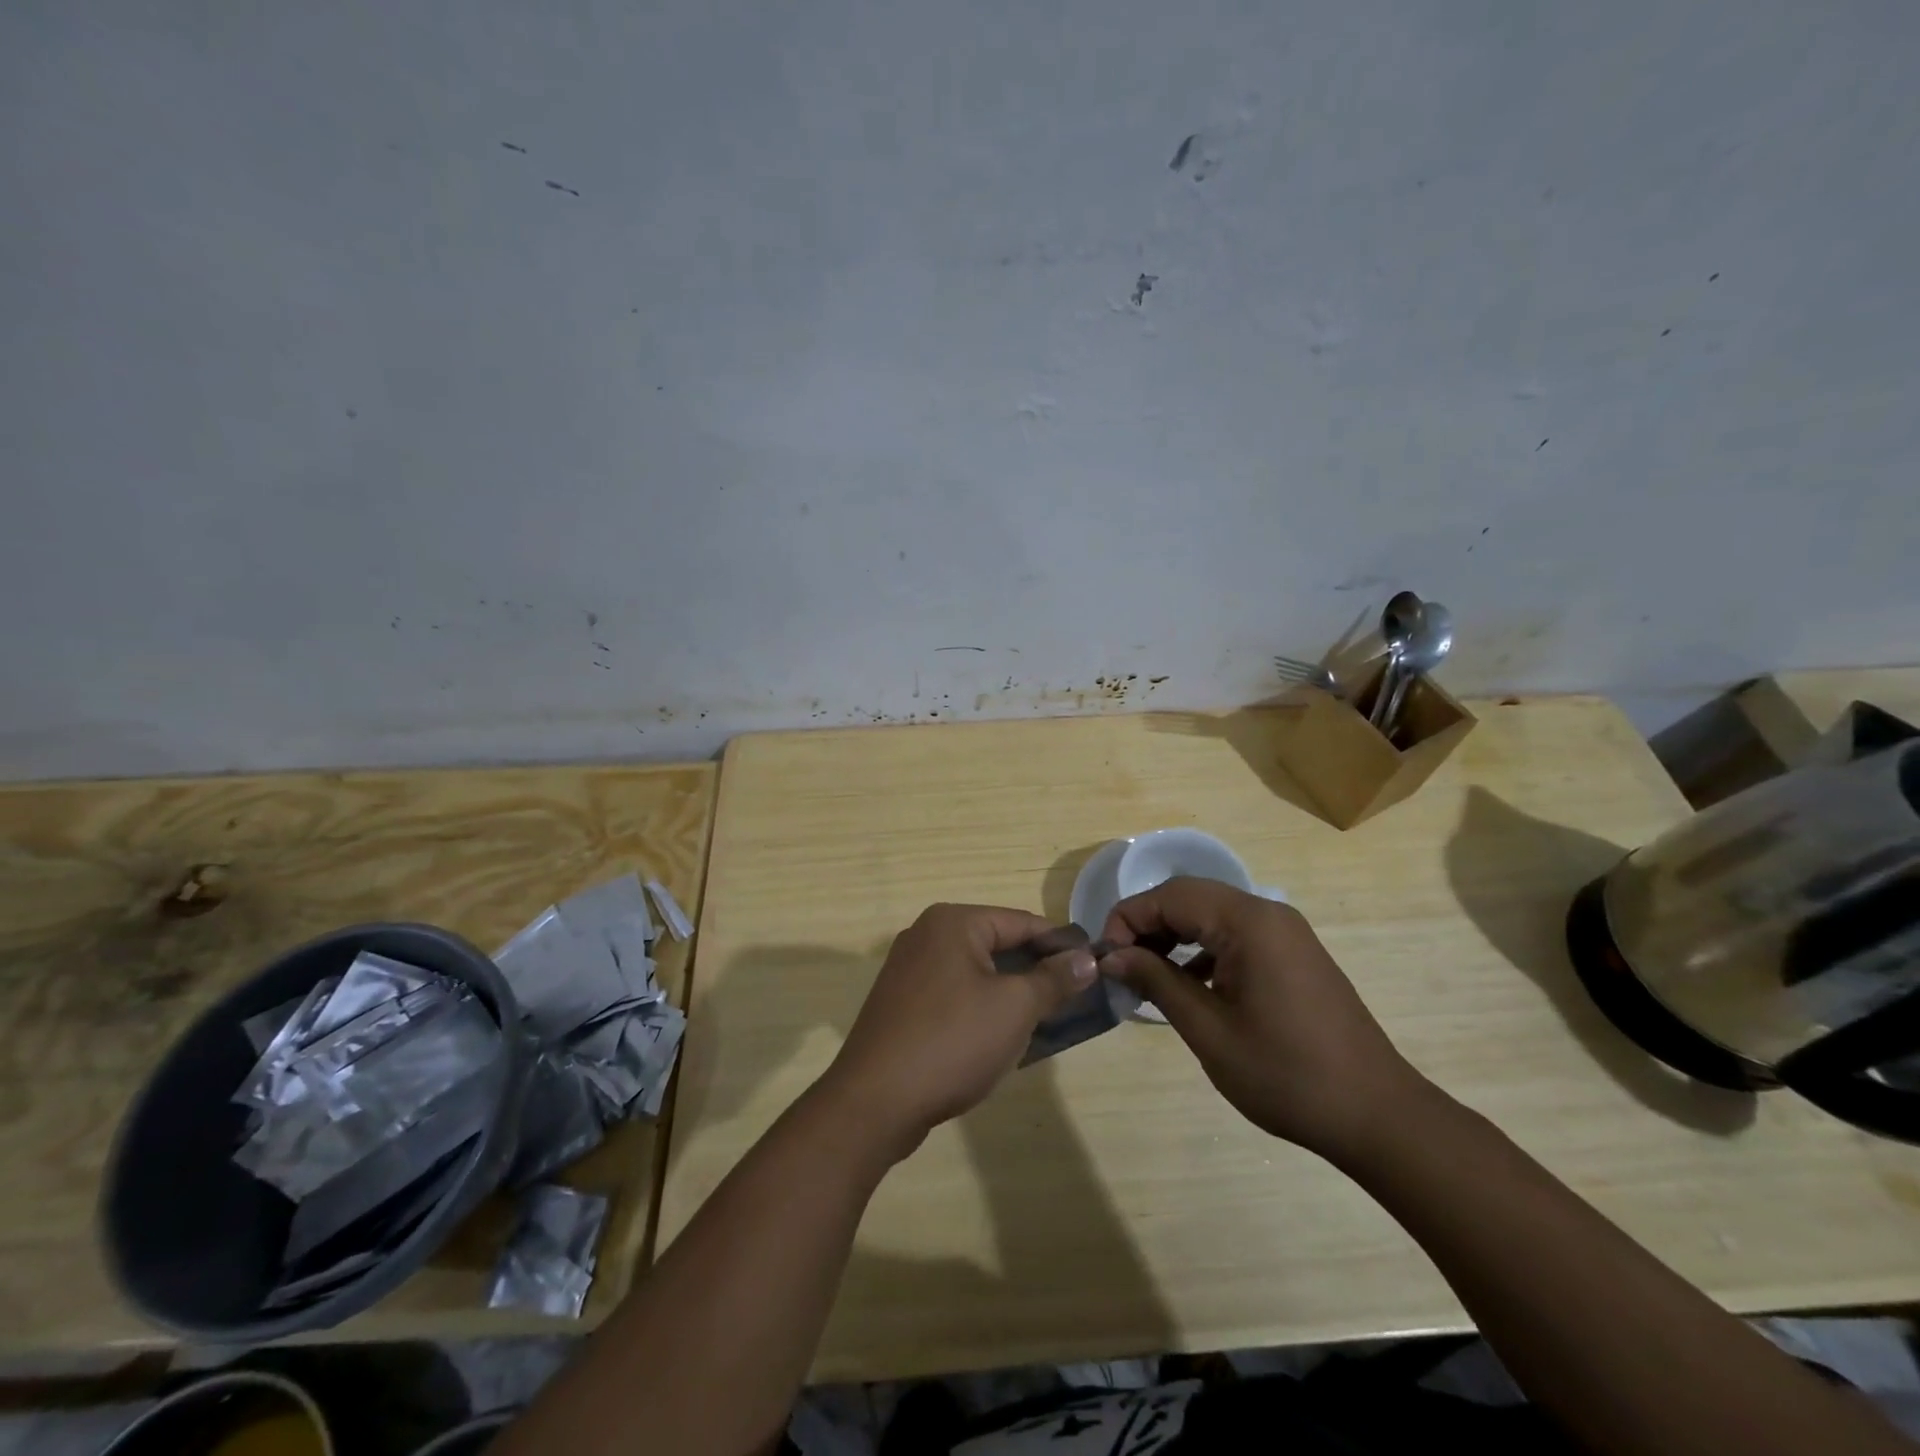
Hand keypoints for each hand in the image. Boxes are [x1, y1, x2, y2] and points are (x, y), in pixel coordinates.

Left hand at [824, 904, 1096, 1159]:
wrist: (875, 1101)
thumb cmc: (952, 1041)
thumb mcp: (1015, 1008)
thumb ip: (1054, 979)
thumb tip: (1086, 959)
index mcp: (952, 923)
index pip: (1021, 922)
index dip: (1060, 944)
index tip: (1093, 967)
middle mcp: (926, 935)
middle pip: (997, 944)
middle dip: (1035, 971)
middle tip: (1073, 999)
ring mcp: (908, 969)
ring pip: (976, 972)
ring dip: (1010, 993)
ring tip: (1045, 1021)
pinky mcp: (901, 1003)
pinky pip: (954, 994)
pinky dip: (981, 1008)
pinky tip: (1001, 1037)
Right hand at [1100, 877, 1427, 1161]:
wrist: (1377, 1115)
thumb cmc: (1286, 1074)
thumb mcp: (1209, 1030)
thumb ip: (1157, 981)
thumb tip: (1112, 956)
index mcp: (1248, 922)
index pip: (1170, 896)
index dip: (1128, 919)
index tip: (1106, 958)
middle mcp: (1268, 914)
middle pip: (1190, 899)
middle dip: (1148, 926)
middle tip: (1121, 967)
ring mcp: (1286, 934)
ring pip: (1211, 915)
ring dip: (1174, 937)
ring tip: (1148, 976)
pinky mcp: (1294, 955)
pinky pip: (1236, 935)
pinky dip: (1203, 950)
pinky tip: (1190, 985)